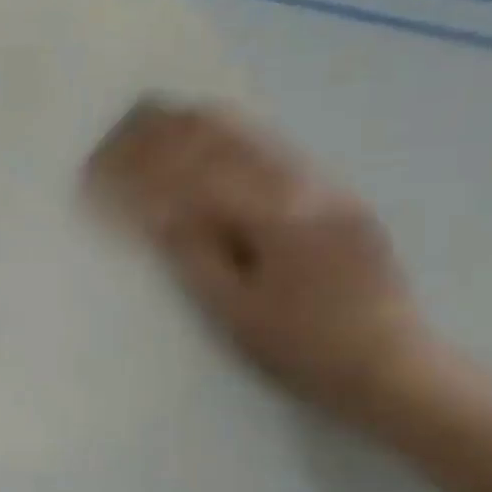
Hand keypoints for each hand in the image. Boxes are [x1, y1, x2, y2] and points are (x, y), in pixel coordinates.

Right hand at [86, 99, 433, 422]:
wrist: (394, 365)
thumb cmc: (303, 348)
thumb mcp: (236, 309)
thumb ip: (192, 250)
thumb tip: (149, 206)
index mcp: (275, 212)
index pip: (192, 167)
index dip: (139, 162)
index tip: (98, 168)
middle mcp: (302, 181)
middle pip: (221, 132)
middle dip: (161, 129)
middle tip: (114, 137)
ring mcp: (323, 182)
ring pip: (248, 131)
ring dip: (190, 126)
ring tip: (146, 128)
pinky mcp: (334, 193)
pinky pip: (269, 147)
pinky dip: (223, 139)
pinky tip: (201, 144)